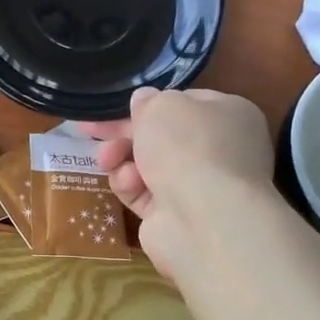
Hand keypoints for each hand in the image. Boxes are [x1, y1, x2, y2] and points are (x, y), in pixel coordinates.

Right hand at [81, 87, 273, 280]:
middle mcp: (219, 150)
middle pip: (162, 136)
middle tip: (91, 129)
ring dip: (122, 157)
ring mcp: (199, 186)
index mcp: (228, 115)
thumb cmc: (189, 146)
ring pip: (147, 165)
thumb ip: (149, 100)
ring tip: (107, 158)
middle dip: (124, 133)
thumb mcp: (162, 105)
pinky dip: (130, 185)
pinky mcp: (176, 217)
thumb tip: (145, 101)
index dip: (151, 103)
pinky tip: (128, 183)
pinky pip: (144, 193)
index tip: (120, 106)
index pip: (186, 103)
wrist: (205, 218)